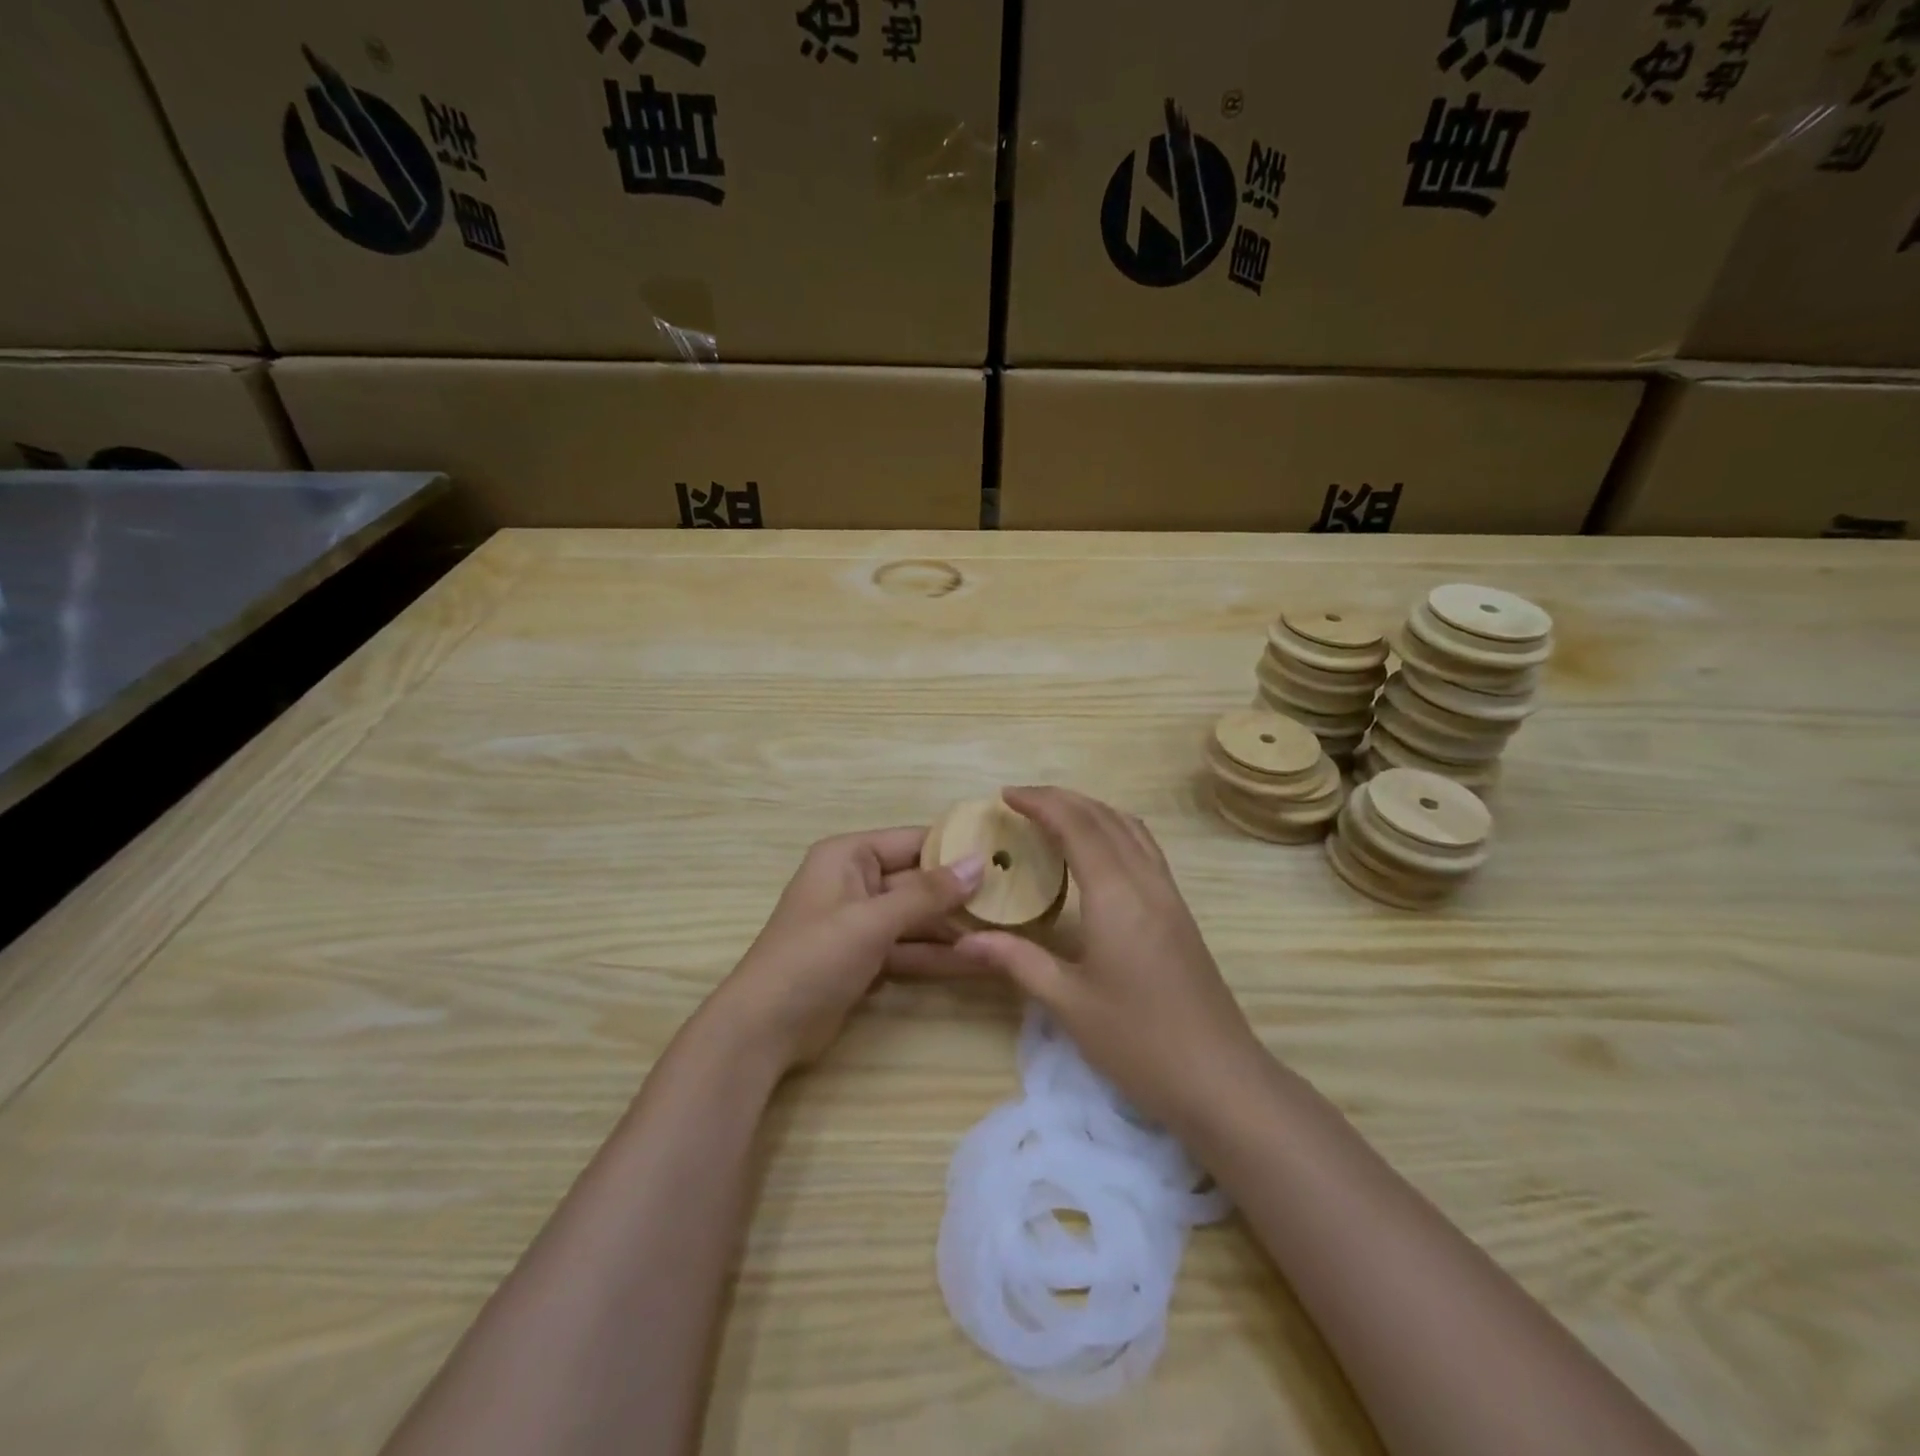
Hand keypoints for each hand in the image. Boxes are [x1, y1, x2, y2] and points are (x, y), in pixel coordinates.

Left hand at [711, 828, 983, 1072]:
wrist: (763, 1029)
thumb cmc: (813, 957)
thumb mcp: (872, 920)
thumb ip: (928, 893)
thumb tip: (979, 861)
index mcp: (849, 855)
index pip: (914, 841)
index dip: (957, 848)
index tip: (1005, 854)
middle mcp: (857, 881)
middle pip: (920, 881)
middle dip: (962, 894)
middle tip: (1017, 898)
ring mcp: (863, 923)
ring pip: (919, 918)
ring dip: (956, 929)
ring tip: (1009, 932)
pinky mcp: (867, 958)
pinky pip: (911, 948)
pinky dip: (939, 956)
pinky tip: (981, 961)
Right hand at [904, 788, 1267, 1132]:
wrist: (1221, 1079)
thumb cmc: (1139, 1042)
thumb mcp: (1068, 1003)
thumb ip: (1017, 961)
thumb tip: (963, 940)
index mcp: (1117, 895)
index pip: (1077, 826)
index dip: (1041, 803)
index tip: (1005, 795)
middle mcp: (1146, 882)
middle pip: (1105, 818)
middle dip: (1062, 799)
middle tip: (1021, 801)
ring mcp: (1169, 895)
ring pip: (1130, 829)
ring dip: (1091, 810)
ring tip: (1054, 816)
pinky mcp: (1180, 913)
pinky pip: (1144, 849)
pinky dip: (1114, 831)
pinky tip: (1097, 853)